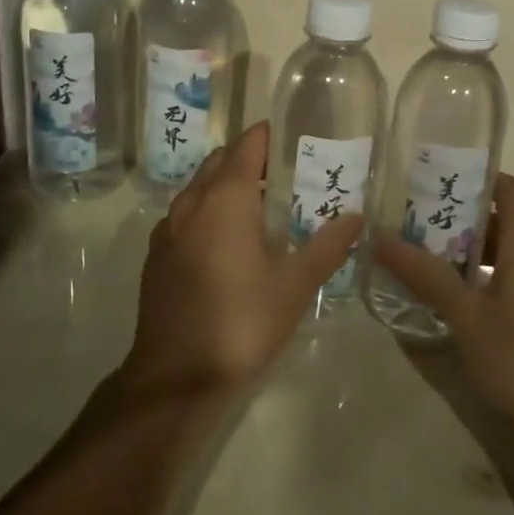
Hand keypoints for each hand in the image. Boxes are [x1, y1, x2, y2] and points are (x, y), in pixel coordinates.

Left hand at [124, 121, 362, 395]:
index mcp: (225, 199)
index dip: (270, 136)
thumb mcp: (295, 285)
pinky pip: (186, 215)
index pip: (247, 145)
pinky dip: (208, 211)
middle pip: (221, 161)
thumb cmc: (242, 322)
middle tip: (288, 173)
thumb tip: (356, 217)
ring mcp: (168, 229)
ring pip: (200, 188)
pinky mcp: (157, 256)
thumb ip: (327, 246)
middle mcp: (192, 203)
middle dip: (251, 159)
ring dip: (227, 185)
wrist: (175, 378)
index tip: (296, 139)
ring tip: (262, 205)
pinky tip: (229, 242)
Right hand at [373, 174, 513, 421]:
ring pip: (504, 252)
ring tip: (422, 255)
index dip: (478, 178)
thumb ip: (425, 275)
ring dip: (467, 250)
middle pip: (502, 220)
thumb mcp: (465, 314)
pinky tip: (449, 296)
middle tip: (415, 221)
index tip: (438, 179)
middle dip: (460, 218)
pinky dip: (480, 276)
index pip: (510, 189)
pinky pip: (510, 278)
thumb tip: (380, 239)